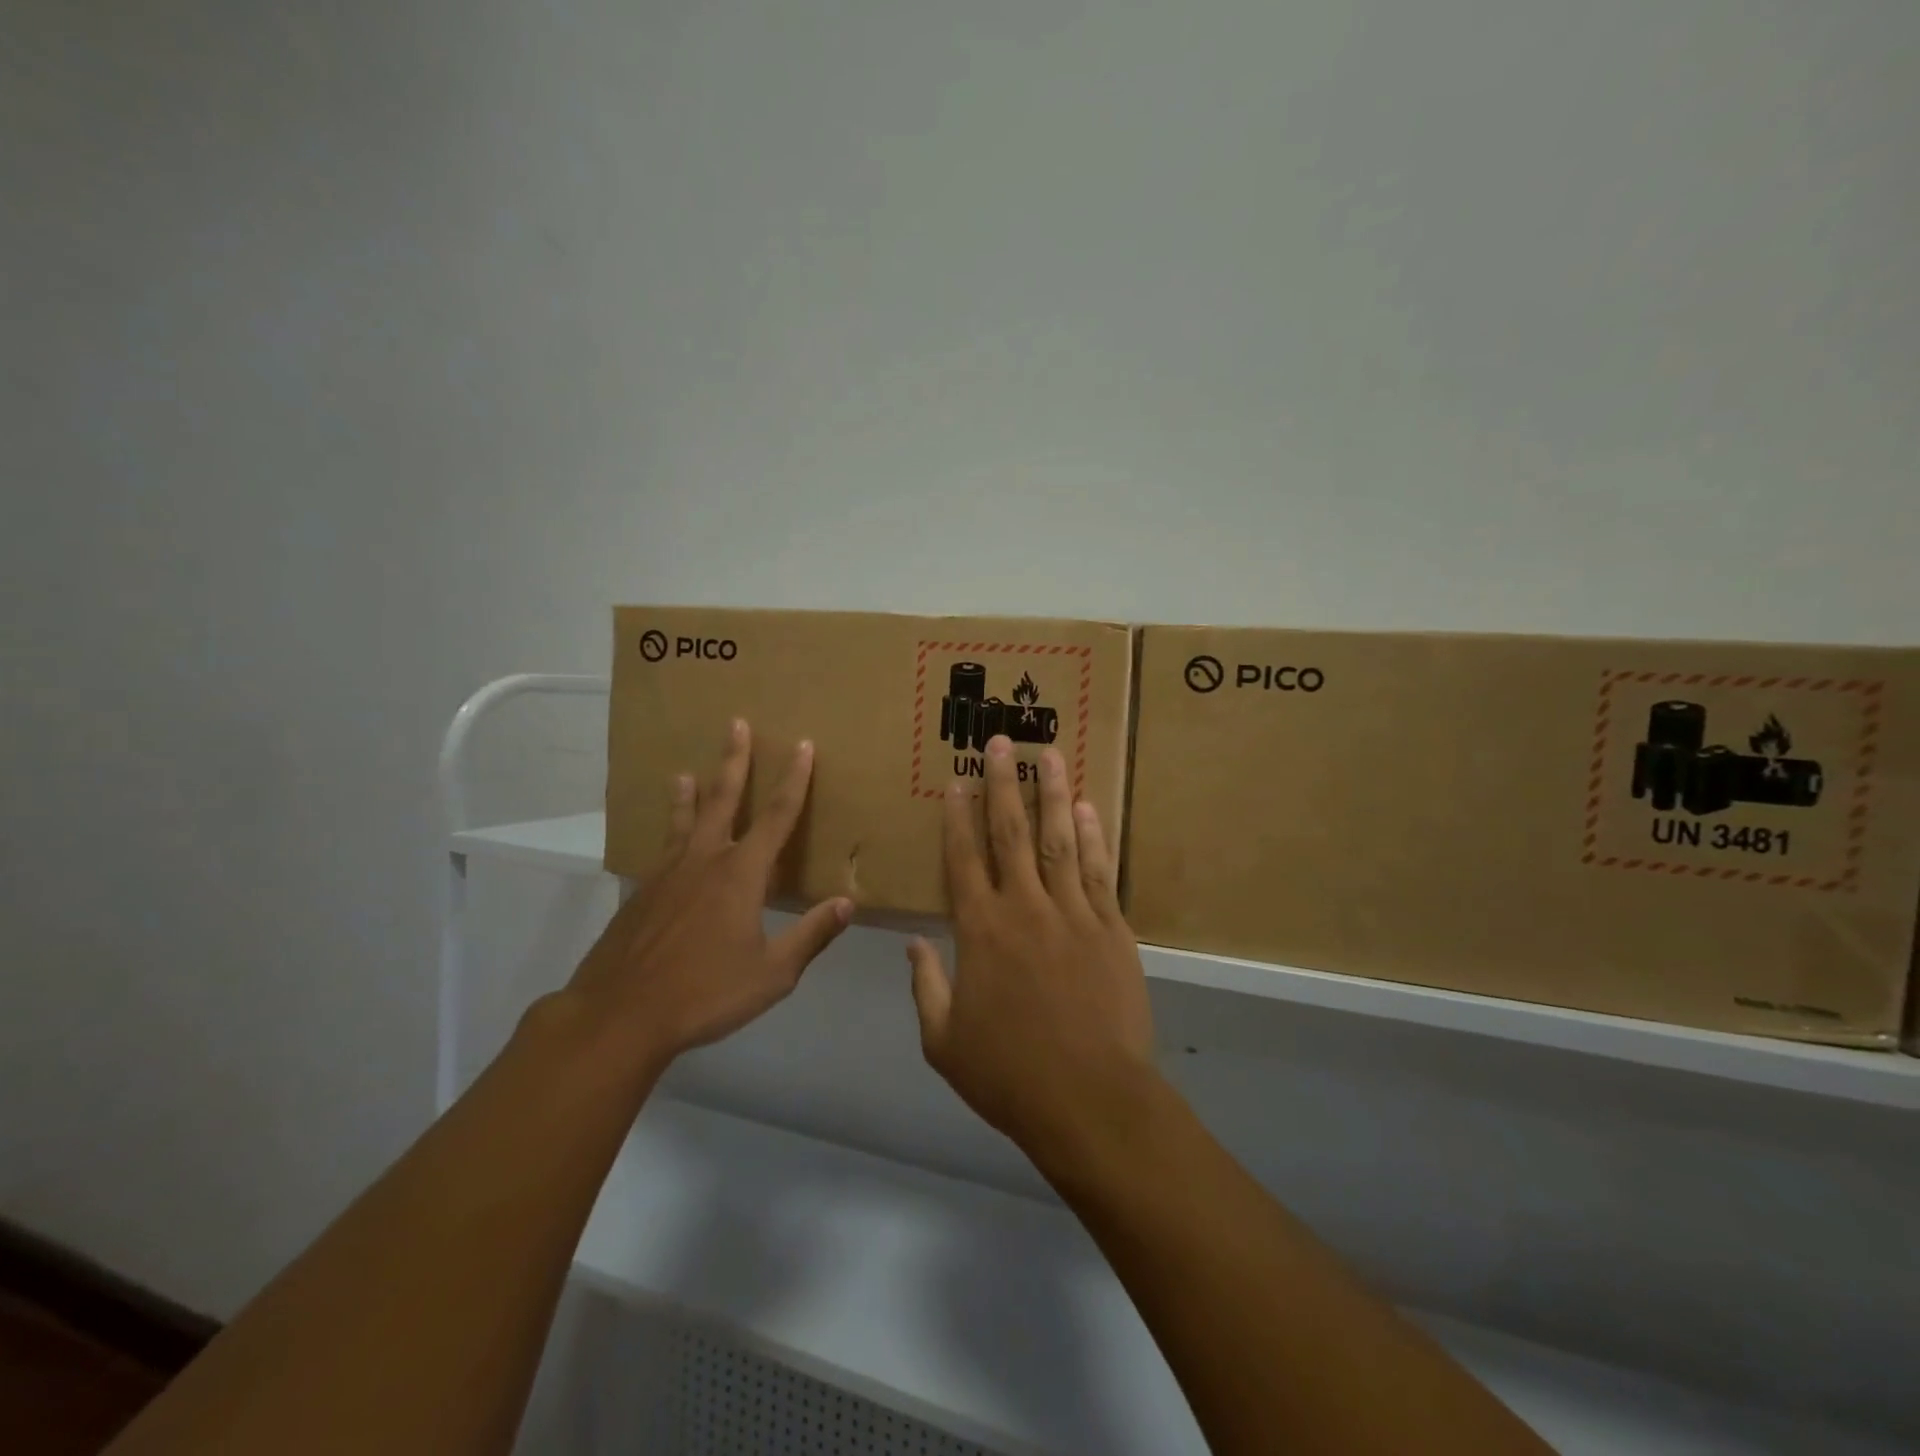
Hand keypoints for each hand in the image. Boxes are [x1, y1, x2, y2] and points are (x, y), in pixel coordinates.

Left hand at [563, 719, 851, 1073]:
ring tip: (684, 773)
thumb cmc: (706, 993)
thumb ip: (811, 935)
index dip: (794, 779)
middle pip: (723, 799)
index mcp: (742, 874)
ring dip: (690, 794)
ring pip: (684, 822)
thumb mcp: (772, 973)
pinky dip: (668, 838)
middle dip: (734, 760)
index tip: (802, 746)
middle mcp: (705, 861)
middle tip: (735, 723)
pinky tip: (667, 847)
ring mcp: (668, 875)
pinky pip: (662, 853)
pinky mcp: (642, 894)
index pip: (777, 816)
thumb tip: (847, 903)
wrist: (621, 1015)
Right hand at [908, 735, 1156, 1166]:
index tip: (958, 779)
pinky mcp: (1111, 928)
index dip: (958, 816)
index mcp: (980, 931)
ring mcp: (1073, 913)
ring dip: (1052, 793)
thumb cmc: (1009, 1074)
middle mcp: (1024, 908)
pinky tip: (1086, 807)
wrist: (1090, 1099)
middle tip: (1003, 741)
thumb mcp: (944, 1041)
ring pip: (1059, 839)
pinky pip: (1098, 871)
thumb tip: (913, 946)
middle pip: (1011, 832)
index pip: (963, 858)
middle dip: (1003, 783)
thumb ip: (925, 987)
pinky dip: (1092, 836)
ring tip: (1050, 753)